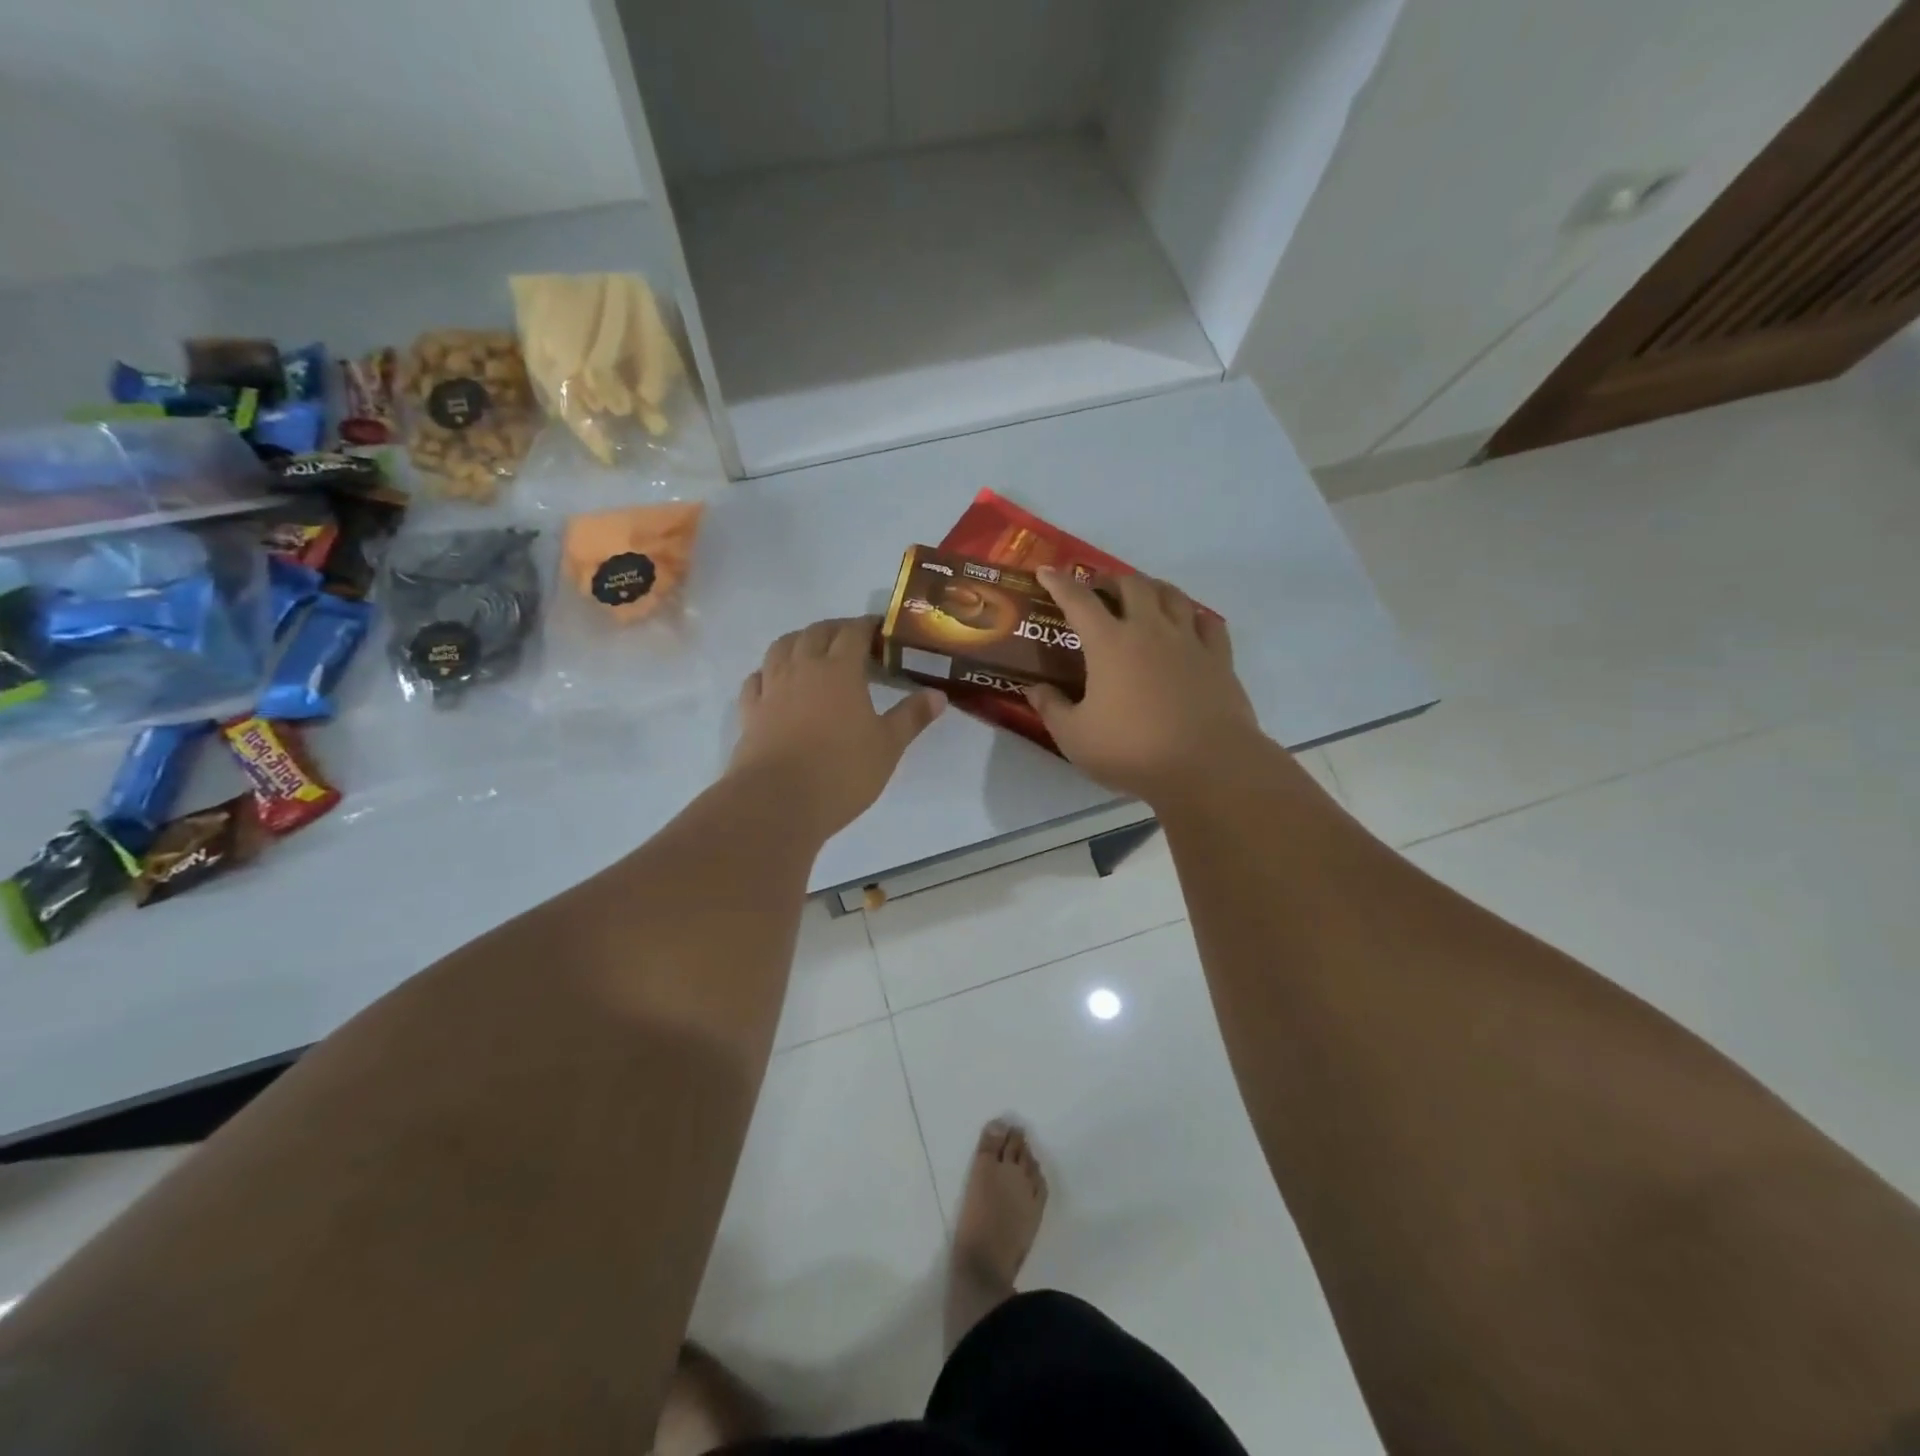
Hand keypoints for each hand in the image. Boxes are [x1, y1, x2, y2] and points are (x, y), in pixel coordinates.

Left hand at [729, 616, 944, 837]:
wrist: (777, 801)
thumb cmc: (842, 771)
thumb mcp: (888, 746)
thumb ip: (912, 717)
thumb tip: (938, 695)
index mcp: (839, 670)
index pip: (853, 632)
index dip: (867, 626)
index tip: (881, 631)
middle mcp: (802, 668)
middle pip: (815, 633)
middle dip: (835, 629)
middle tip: (852, 641)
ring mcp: (772, 688)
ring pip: (781, 647)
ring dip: (800, 641)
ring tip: (813, 652)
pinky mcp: (750, 711)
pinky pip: (757, 679)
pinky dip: (769, 671)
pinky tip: (776, 681)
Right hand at [1024, 569, 1261, 803]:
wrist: (1207, 765)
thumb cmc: (1132, 750)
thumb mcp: (1075, 737)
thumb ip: (1052, 709)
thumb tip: (1036, 690)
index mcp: (1109, 643)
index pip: (1078, 600)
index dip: (1059, 583)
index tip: (1046, 572)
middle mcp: (1150, 630)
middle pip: (1131, 585)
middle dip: (1110, 580)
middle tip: (1099, 589)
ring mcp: (1189, 641)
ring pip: (1172, 595)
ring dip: (1153, 587)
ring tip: (1144, 596)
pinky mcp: (1219, 659)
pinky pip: (1209, 622)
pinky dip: (1194, 616)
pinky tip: (1190, 623)